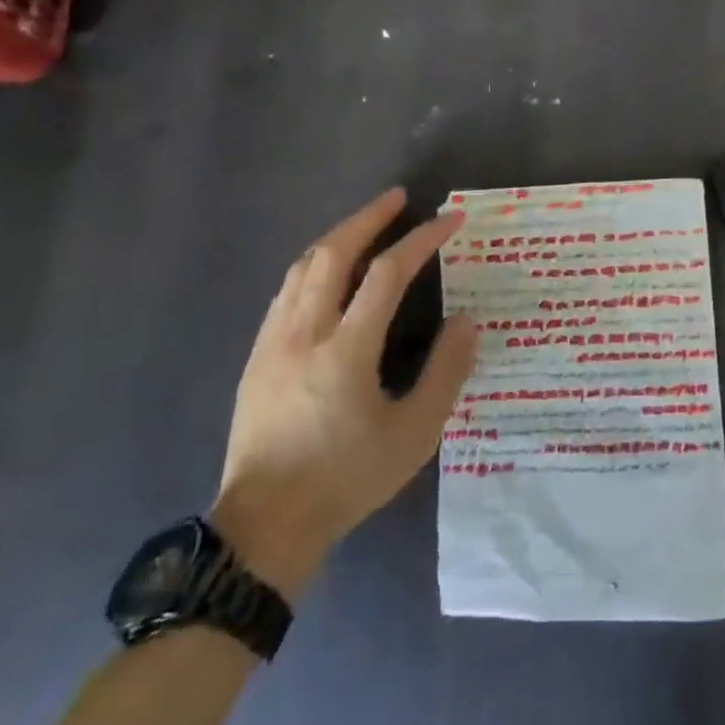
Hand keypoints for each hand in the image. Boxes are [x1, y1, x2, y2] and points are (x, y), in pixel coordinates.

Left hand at [212, 188, 476, 600]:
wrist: (265, 526)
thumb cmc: (346, 479)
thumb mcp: (413, 435)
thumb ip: (445, 373)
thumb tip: (467, 320)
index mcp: (345, 350)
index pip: (387, 274)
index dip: (421, 240)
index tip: (449, 219)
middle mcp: (304, 332)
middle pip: (333, 253)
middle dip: (369, 218)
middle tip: (398, 198)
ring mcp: (273, 341)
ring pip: (302, 267)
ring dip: (338, 236)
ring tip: (366, 224)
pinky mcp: (257, 355)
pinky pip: (286, 290)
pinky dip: (314, 265)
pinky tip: (327, 271)